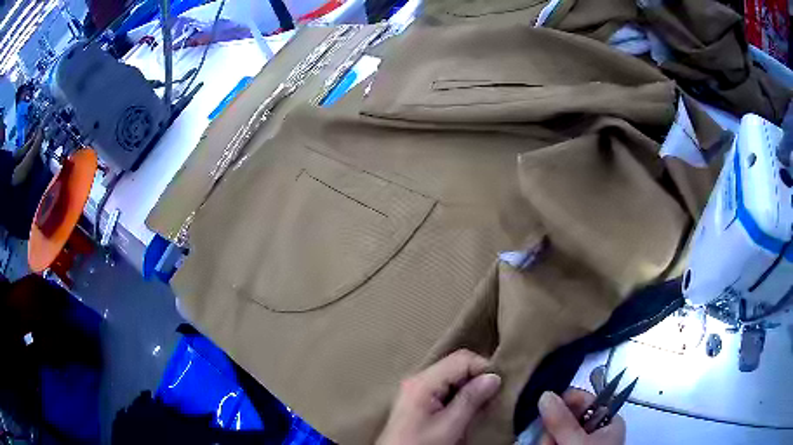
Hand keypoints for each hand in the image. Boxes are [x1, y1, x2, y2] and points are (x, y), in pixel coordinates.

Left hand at [377, 349, 501, 444]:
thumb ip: (471, 399)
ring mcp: (416, 389)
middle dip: (477, 378)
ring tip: (480, 405)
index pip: (462, 359)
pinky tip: (465, 409)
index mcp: (423, 382)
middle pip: (456, 365)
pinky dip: (460, 394)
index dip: (483, 369)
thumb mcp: (449, 426)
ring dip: (470, 387)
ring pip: (452, 376)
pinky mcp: (418, 400)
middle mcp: (418, 379)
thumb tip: (494, 377)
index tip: (497, 388)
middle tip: (490, 397)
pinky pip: (445, 387)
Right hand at [538, 389, 625, 444]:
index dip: (564, 402)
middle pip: (566, 418)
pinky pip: (553, 443)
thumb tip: (546, 394)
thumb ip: (562, 421)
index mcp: (608, 421)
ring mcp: (581, 444)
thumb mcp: (576, 442)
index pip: (584, 399)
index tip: (546, 412)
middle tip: (548, 443)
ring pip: (556, 433)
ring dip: (547, 442)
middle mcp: (595, 430)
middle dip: (552, 431)